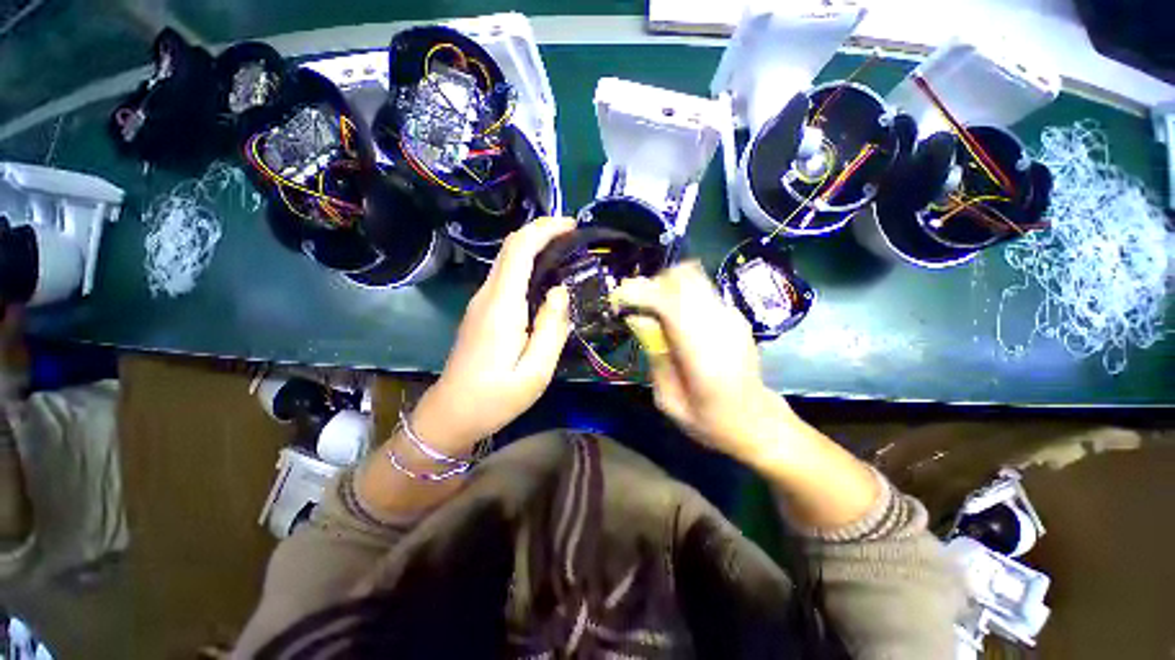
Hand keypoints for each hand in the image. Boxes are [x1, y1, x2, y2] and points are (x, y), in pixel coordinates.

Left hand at [411, 217, 574, 454]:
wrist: (452, 414)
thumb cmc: (496, 397)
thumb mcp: (536, 370)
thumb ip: (552, 327)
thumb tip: (560, 291)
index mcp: (502, 306)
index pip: (519, 250)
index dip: (545, 229)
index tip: (572, 226)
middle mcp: (487, 295)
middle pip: (511, 248)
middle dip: (541, 232)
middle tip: (574, 236)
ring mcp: (481, 302)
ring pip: (507, 260)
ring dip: (535, 247)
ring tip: (565, 252)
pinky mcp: (481, 311)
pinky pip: (506, 277)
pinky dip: (527, 265)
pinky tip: (545, 277)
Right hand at [612, 262, 795, 459]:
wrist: (757, 421)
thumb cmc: (709, 420)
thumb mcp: (669, 402)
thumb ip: (655, 358)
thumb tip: (640, 322)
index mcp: (701, 354)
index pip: (669, 304)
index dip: (640, 294)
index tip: (620, 300)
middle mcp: (719, 327)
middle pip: (683, 280)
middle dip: (653, 285)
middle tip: (639, 305)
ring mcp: (732, 318)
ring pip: (694, 279)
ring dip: (668, 287)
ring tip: (655, 309)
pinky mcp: (737, 316)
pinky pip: (702, 291)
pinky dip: (682, 294)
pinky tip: (677, 318)